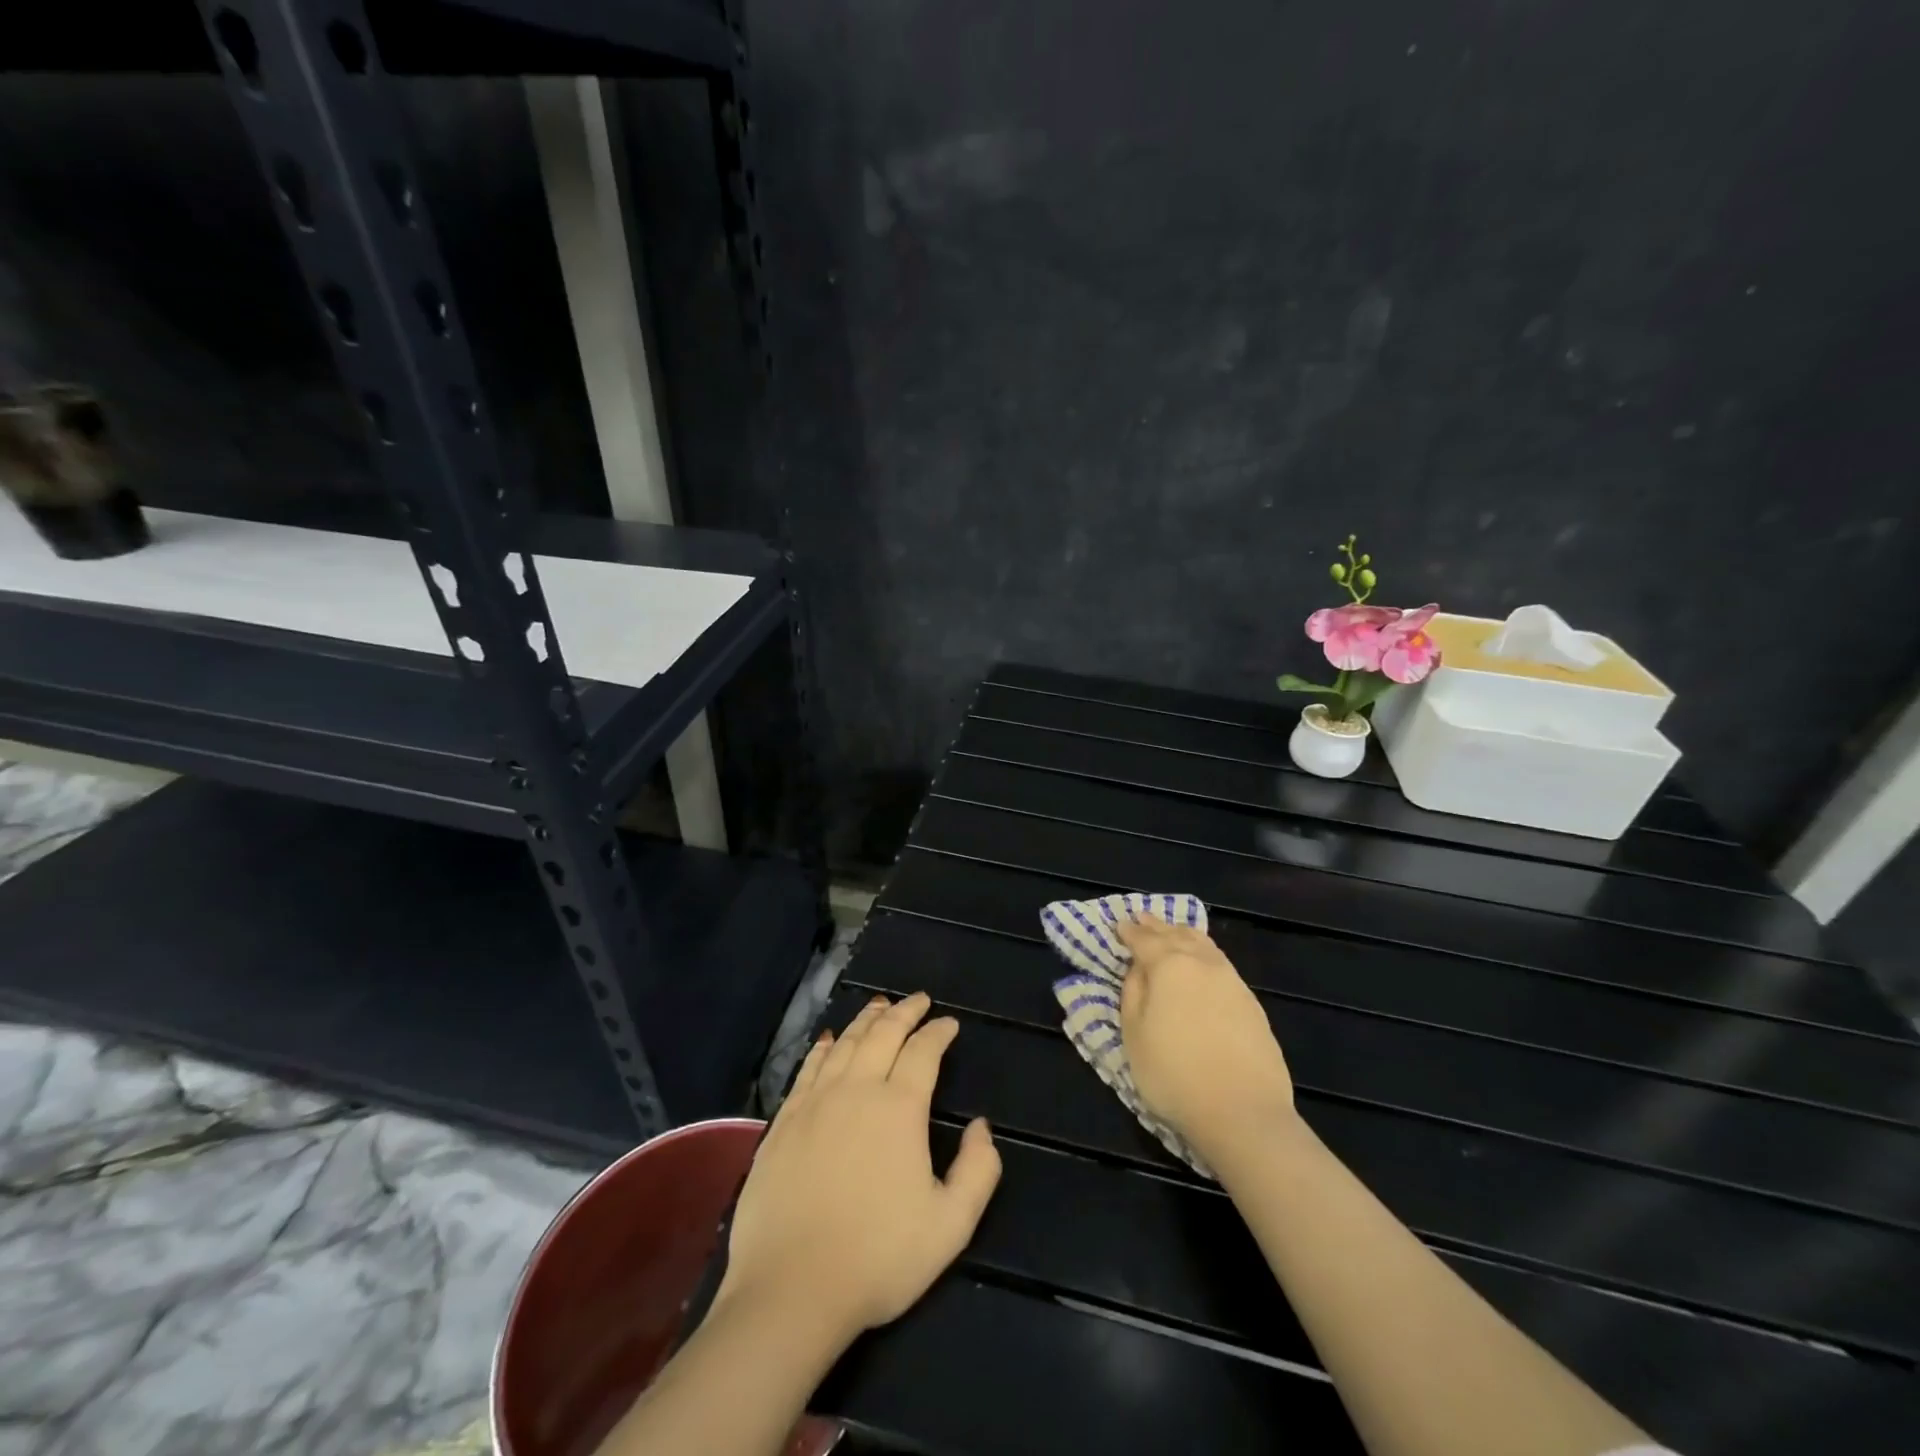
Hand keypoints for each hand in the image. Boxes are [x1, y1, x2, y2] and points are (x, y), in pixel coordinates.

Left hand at [718, 992, 1002, 1342]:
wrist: (791, 1289)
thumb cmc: (878, 1258)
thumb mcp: (950, 1226)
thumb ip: (978, 1170)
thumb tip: (981, 1127)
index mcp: (899, 1107)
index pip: (923, 1052)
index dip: (938, 1032)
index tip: (949, 1023)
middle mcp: (857, 1089)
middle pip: (882, 1034)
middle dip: (904, 1012)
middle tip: (918, 1000)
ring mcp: (815, 1101)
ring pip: (845, 1043)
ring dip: (866, 1020)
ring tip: (880, 1006)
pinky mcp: (784, 1120)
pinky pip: (809, 1067)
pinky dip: (824, 1046)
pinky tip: (830, 1039)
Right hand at [1117, 918, 1294, 1161]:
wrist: (1243, 1112)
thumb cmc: (1174, 1074)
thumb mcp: (1133, 1035)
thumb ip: (1132, 992)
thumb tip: (1138, 968)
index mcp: (1169, 965)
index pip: (1143, 939)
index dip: (1129, 931)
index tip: (1118, 924)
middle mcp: (1202, 963)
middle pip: (1176, 934)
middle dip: (1156, 926)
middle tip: (1142, 918)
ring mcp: (1231, 980)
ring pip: (1204, 944)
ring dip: (1183, 934)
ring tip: (1173, 931)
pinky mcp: (1251, 1002)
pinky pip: (1220, 963)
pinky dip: (1204, 953)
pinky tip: (1202, 961)